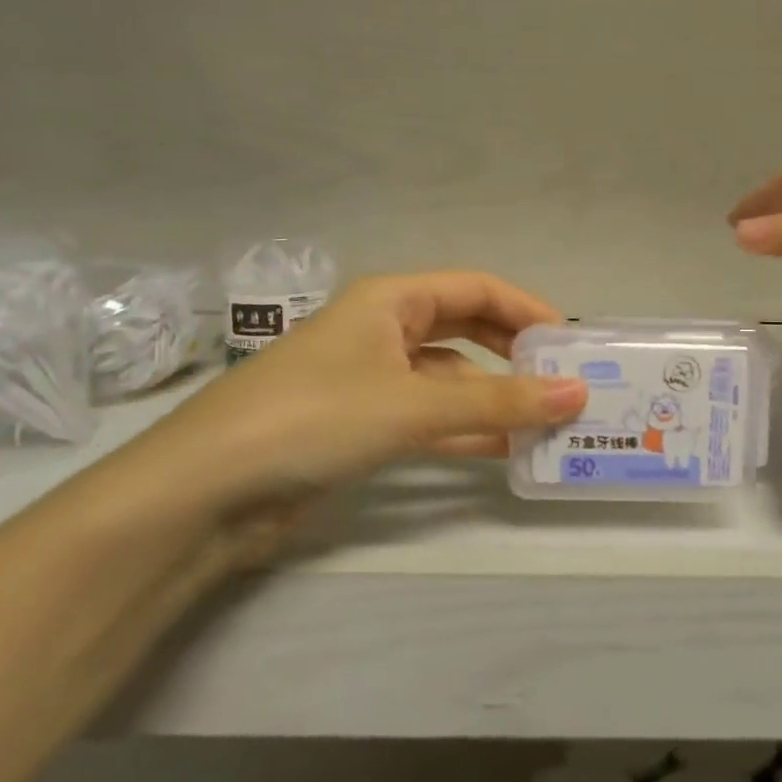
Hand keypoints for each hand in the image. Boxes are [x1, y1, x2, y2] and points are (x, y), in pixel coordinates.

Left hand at [101, 272, 586, 546]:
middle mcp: (383, 330)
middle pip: (466, 328)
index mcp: (390, 299)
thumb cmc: (313, 417)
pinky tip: (503, 449)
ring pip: (450, 377)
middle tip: (564, 381)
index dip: (528, 309)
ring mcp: (371, 379)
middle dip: (515, 352)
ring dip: (495, 396)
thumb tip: (577, 395)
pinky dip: (465, 428)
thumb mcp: (413, 404)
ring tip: (547, 420)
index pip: (477, 289)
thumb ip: (498, 401)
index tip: (572, 342)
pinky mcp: (361, 425)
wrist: (205, 492)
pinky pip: (428, 416)